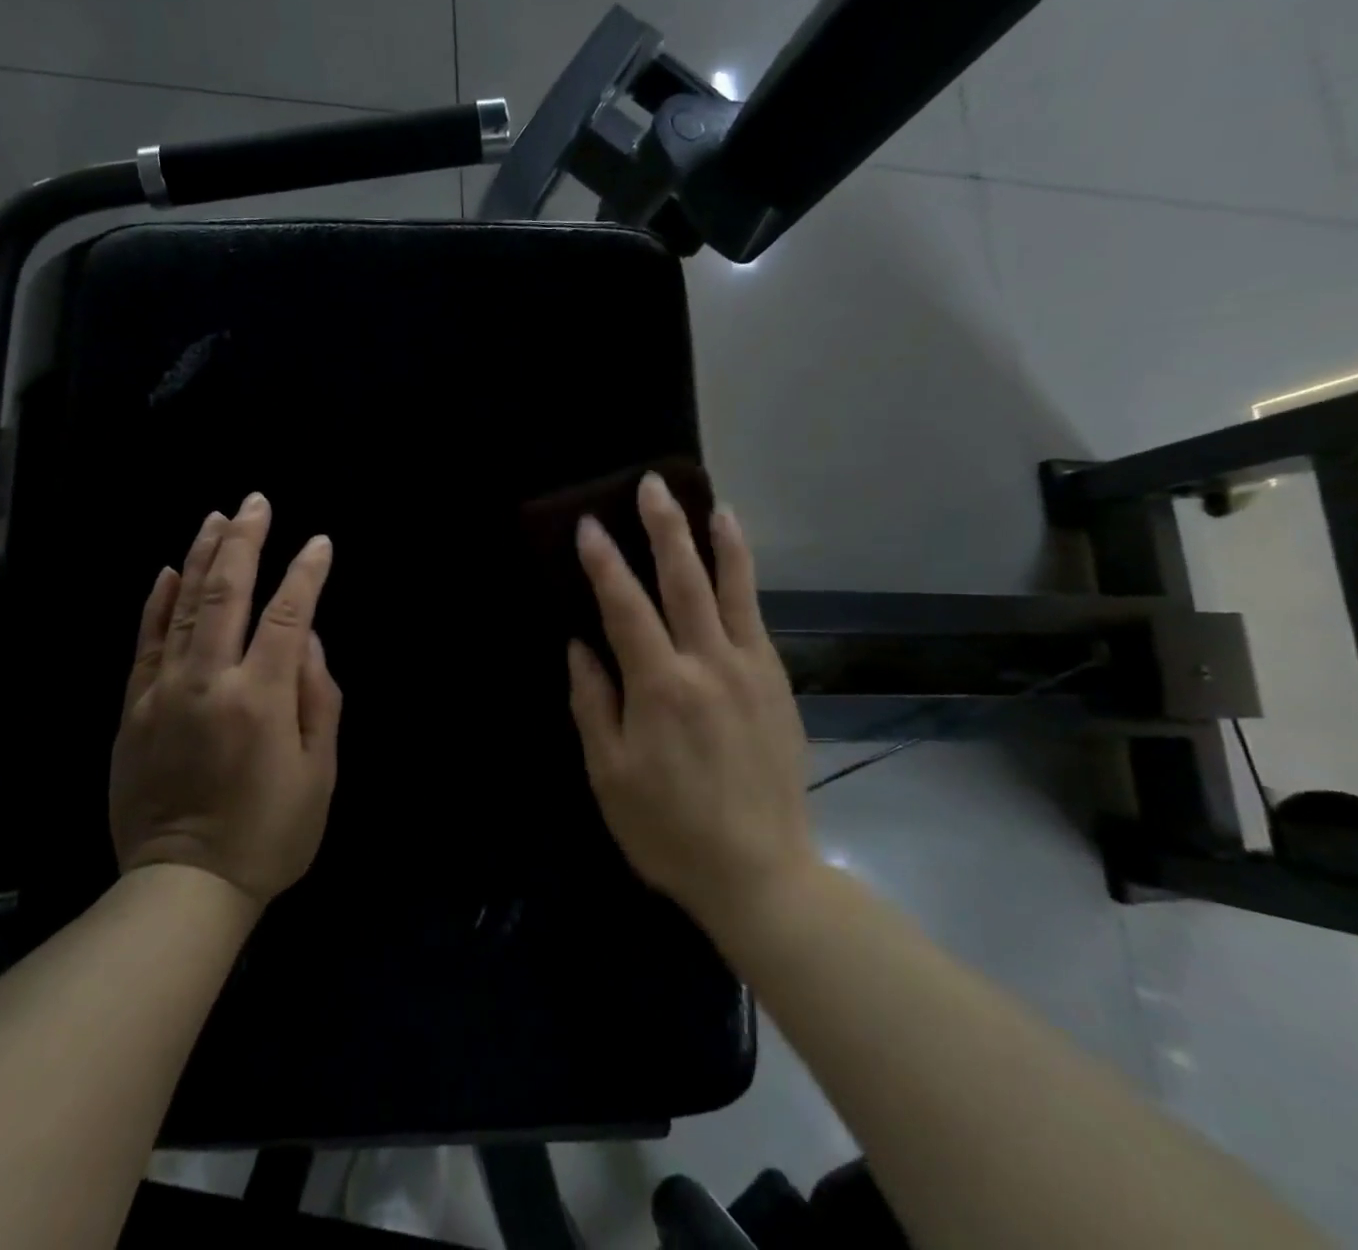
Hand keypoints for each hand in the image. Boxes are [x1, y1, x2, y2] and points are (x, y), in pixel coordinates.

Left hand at [109, 493, 341, 907]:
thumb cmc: (269, 834)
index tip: (319, 542)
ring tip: (217, 517)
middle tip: (256, 501)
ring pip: (182, 606)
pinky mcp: (132, 709)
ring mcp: (163, 692)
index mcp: (262, 698)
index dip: (307, 573)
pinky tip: (168, 572)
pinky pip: (145, 643)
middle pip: (228, 593)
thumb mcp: (319, 774)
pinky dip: (157, 603)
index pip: (289, 615)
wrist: (183, 887)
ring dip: (202, 556)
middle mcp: (209, 681)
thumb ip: (320, 699)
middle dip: (246, 541)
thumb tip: (310, 641)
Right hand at [567, 473, 817, 941]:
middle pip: (683, 581)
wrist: (761, 873)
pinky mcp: (776, 683)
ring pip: (732, 589)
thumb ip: (593, 703)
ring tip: (708, 500)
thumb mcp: (609, 775)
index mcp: (659, 688)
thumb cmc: (669, 829)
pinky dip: (744, 579)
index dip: (603, 563)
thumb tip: (580, 646)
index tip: (588, 525)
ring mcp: (750, 670)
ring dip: (716, 541)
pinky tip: (735, 559)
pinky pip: (757, 617)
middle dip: (664, 528)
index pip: (625, 607)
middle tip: (651, 485)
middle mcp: (707, 665)